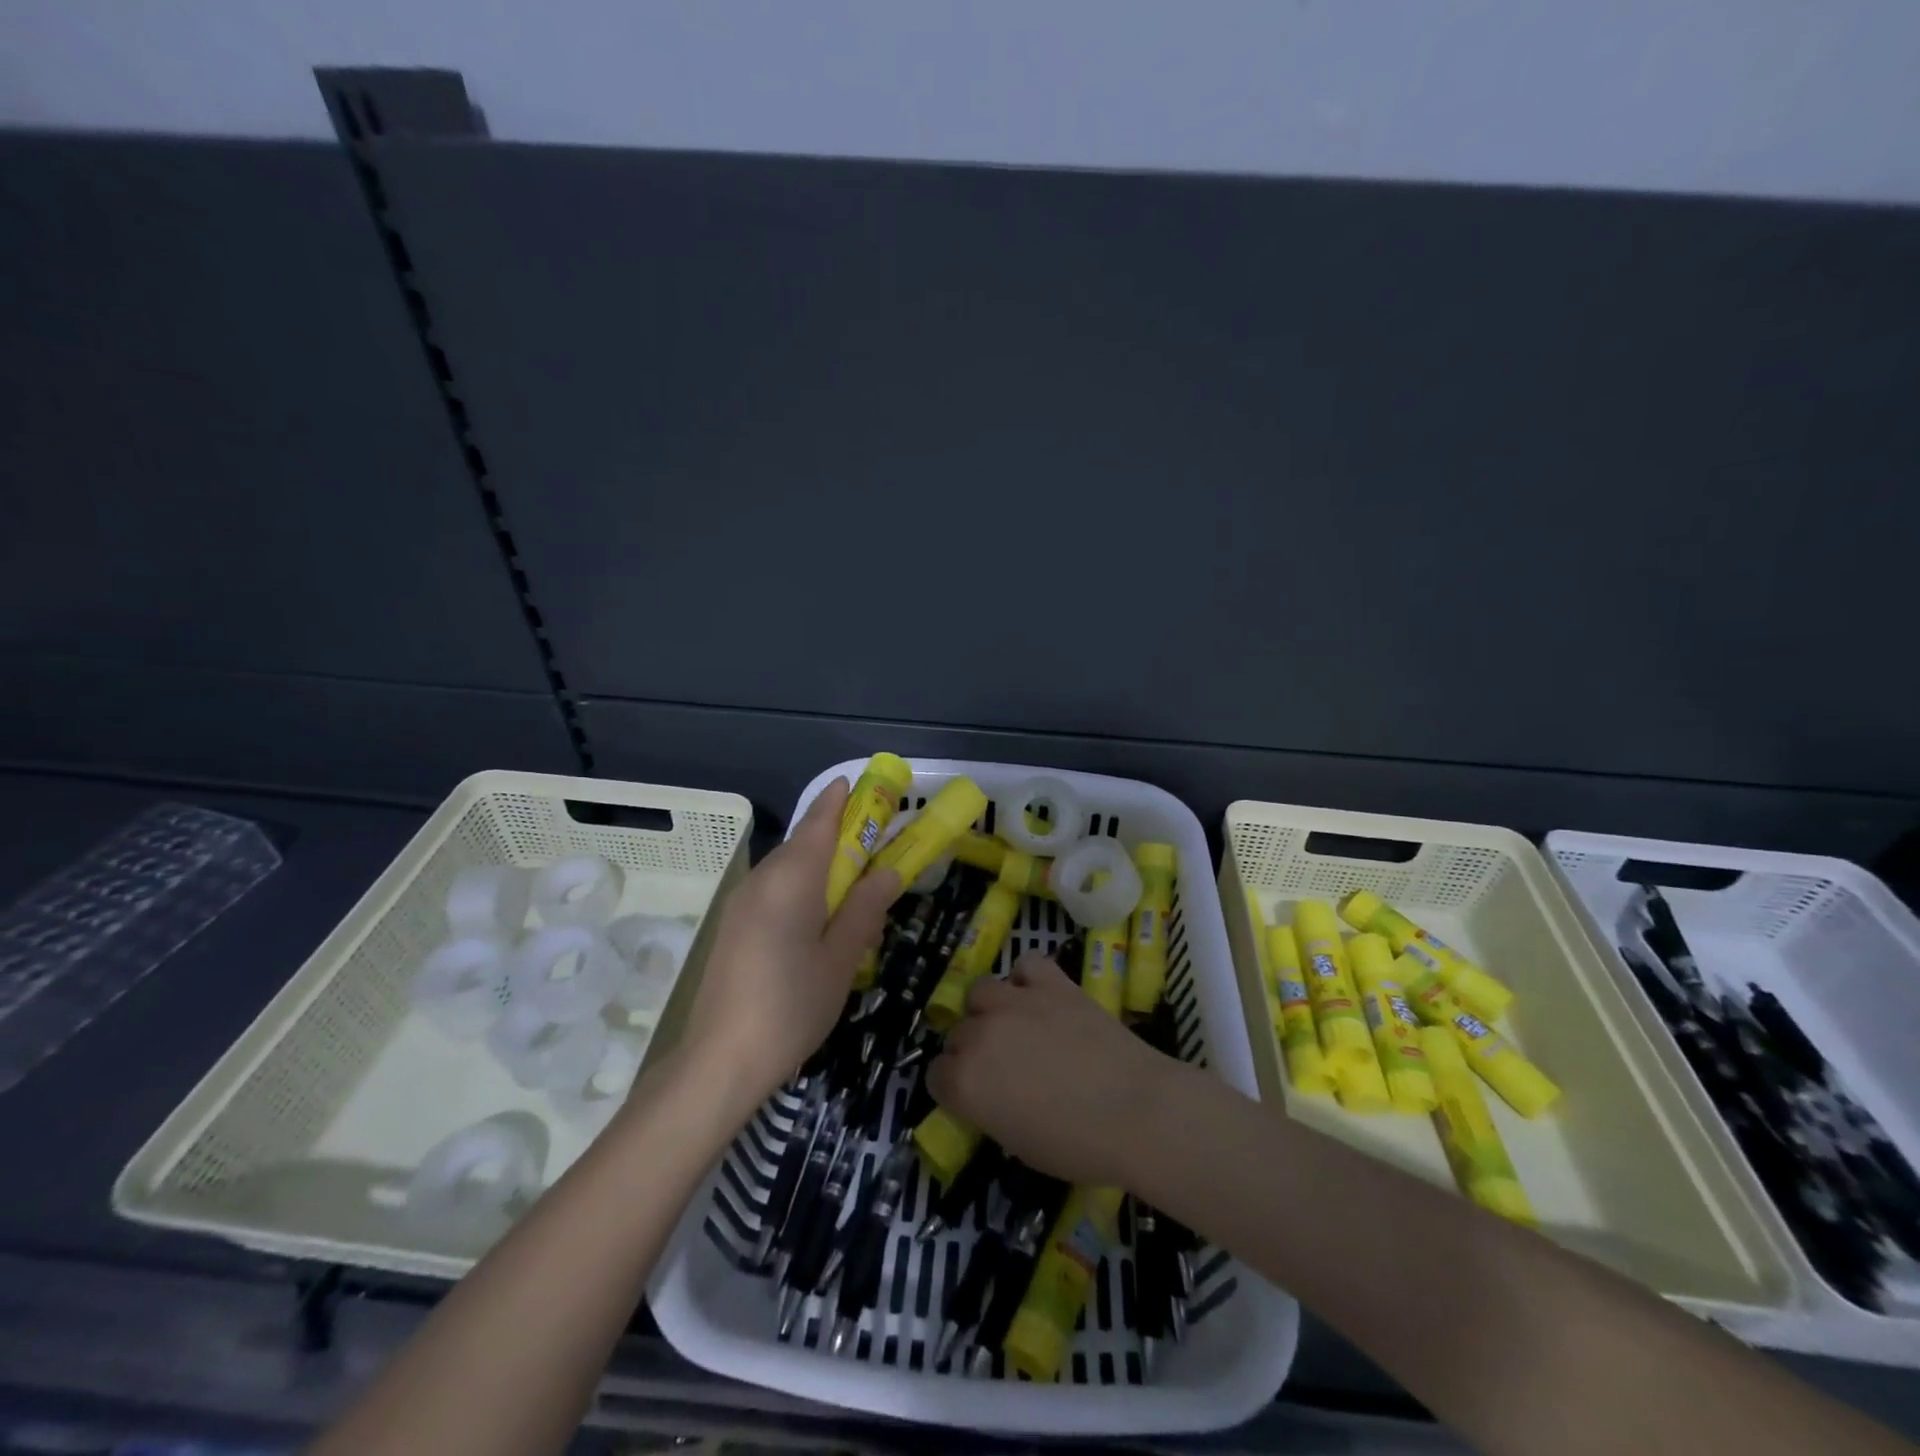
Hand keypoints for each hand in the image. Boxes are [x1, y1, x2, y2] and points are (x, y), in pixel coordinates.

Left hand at [678, 778, 897, 1111]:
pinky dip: (801, 886)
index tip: (859, 784)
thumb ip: (865, 909)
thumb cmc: (792, 1006)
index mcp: (792, 880)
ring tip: (853, 882)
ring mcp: (742, 903)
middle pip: (802, 842)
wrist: (720, 1060)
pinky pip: (774, 889)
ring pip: (787, 867)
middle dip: (836, 833)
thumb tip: (889, 871)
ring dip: (819, 863)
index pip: (819, 823)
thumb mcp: (840, 959)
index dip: (839, 800)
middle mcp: (762, 880)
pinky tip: (818, 915)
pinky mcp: (734, 926)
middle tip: (873, 841)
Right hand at [926, 951, 1182, 1188]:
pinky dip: (1027, 978)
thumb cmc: (1077, 1145)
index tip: (974, 1097)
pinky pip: (1025, 965)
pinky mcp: (1052, 983)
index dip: (953, 1088)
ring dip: (991, 1009)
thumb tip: (991, 1095)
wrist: (1136, 1111)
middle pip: (957, 1032)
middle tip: (1001, 1067)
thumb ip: (990, 1110)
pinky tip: (1039, 997)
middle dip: (971, 1050)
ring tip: (1014, 1025)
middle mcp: (980, 1034)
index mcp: (965, 1081)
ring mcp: (1016, 1002)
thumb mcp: (1018, 1144)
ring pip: (981, 990)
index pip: (936, 1075)